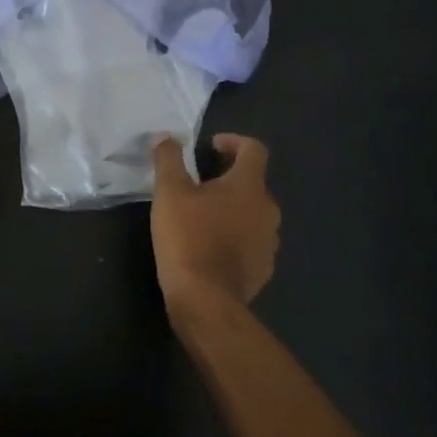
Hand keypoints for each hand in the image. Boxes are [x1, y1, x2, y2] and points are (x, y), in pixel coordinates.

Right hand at [150, 134, 279, 317]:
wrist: (206, 300)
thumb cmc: (188, 237)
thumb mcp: (169, 192)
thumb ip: (169, 159)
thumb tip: (167, 137)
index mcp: (249, 186)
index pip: (254, 149)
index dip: (234, 141)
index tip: (211, 147)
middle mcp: (268, 210)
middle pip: (253, 183)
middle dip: (228, 179)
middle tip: (198, 185)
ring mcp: (270, 242)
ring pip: (253, 214)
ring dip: (233, 210)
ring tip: (203, 218)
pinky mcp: (264, 269)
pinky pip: (252, 243)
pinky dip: (235, 237)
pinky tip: (211, 247)